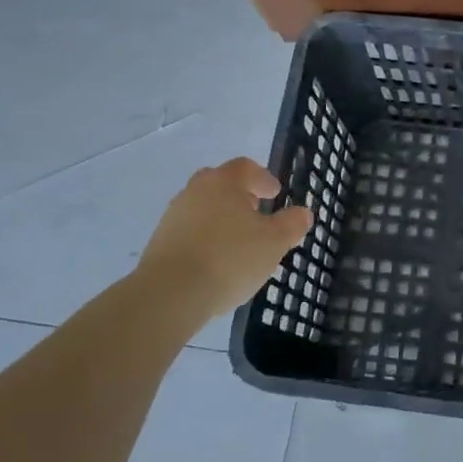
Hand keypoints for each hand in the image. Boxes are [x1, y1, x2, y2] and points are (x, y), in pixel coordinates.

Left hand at [135, 158, 311, 318]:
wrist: (170, 293)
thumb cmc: (230, 258)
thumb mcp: (274, 242)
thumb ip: (292, 224)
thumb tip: (302, 213)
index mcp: (223, 183)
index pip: (245, 167)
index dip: (263, 178)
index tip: (275, 193)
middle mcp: (194, 191)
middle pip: (220, 184)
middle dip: (240, 195)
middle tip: (256, 211)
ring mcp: (173, 216)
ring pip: (203, 208)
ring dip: (222, 218)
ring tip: (239, 242)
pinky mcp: (160, 242)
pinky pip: (190, 232)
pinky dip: (206, 238)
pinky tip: (218, 262)